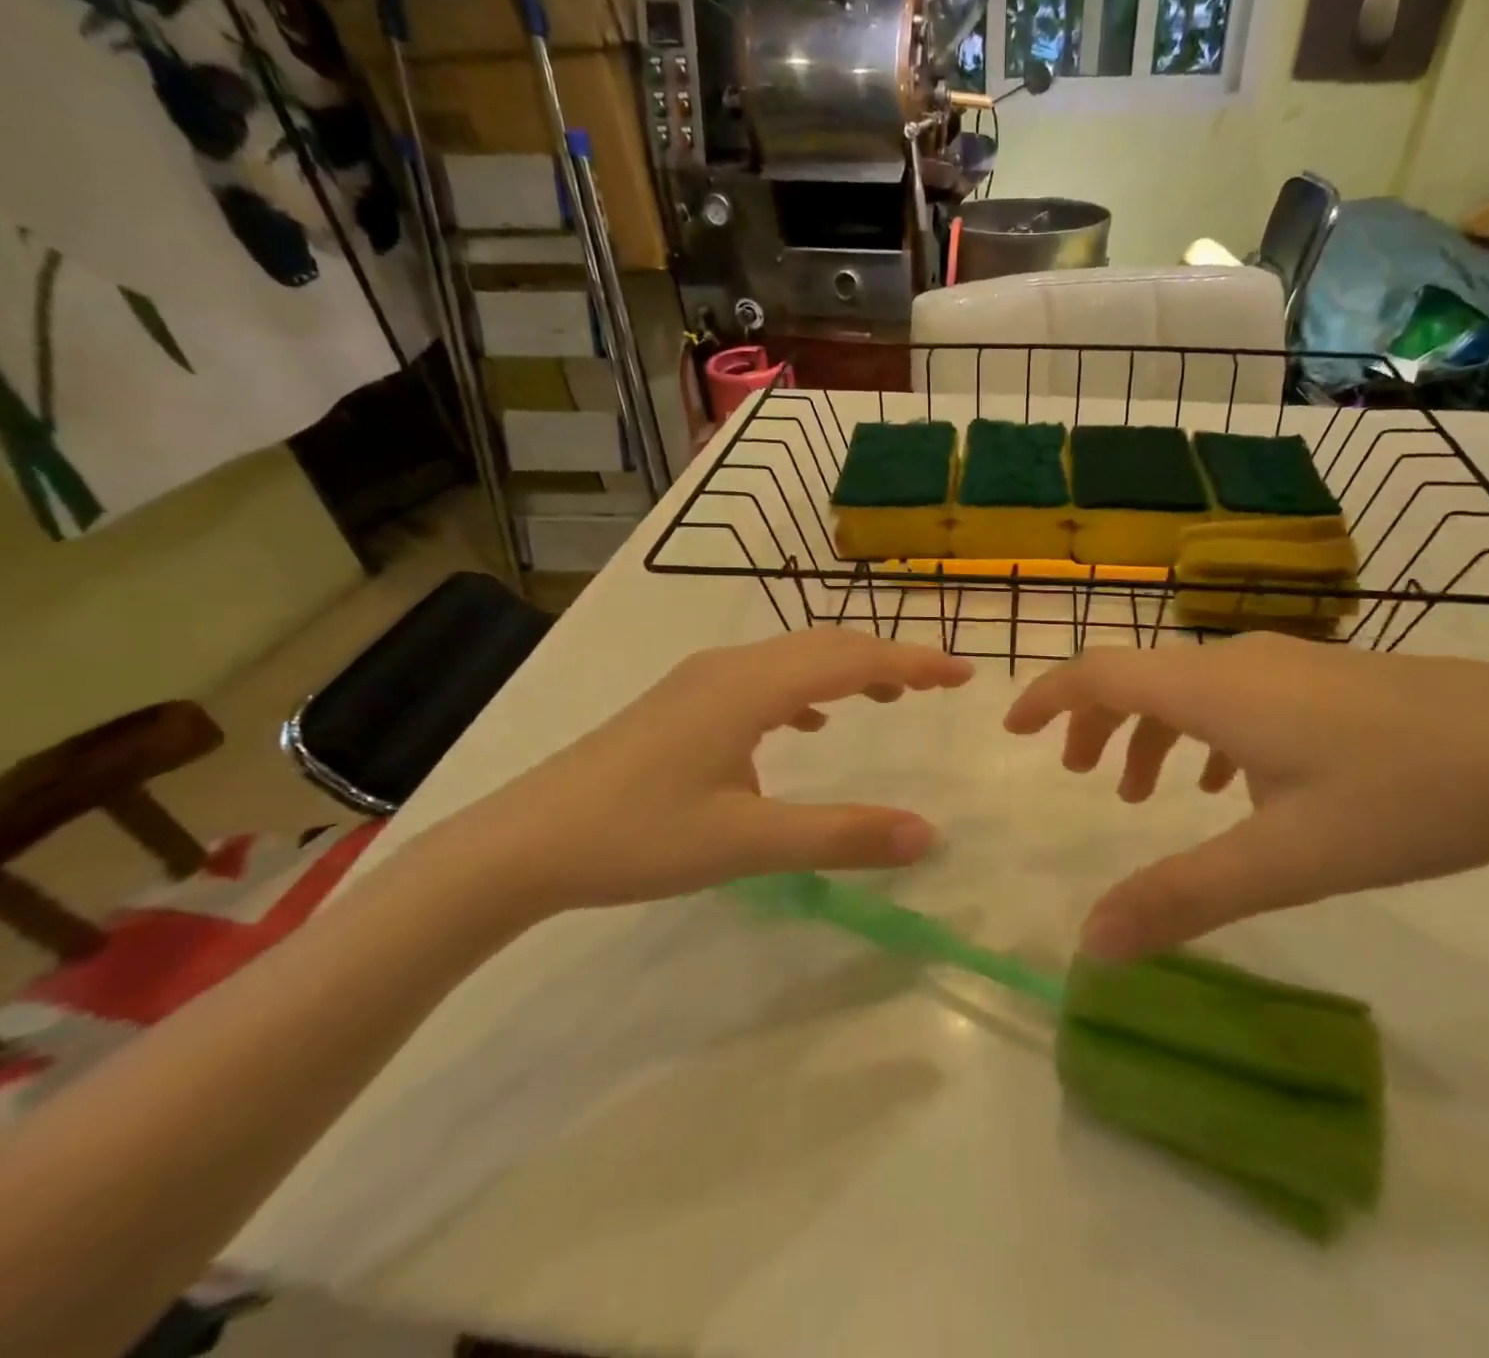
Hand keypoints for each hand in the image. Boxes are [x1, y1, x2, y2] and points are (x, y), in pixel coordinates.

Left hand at [438, 628, 973, 917]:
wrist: (523, 843)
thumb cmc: (637, 837)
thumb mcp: (748, 843)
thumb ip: (841, 836)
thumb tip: (927, 835)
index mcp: (751, 686)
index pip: (853, 658)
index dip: (915, 660)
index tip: (965, 673)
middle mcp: (730, 666)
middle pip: (827, 645)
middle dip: (890, 657)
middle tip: (939, 682)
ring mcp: (700, 680)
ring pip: (793, 657)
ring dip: (847, 669)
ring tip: (889, 695)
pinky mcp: (682, 702)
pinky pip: (763, 678)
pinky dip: (805, 689)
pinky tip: (808, 724)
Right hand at [1005, 634, 1488, 958]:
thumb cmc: (1404, 797)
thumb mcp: (1285, 859)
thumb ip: (1182, 898)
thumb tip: (1090, 944)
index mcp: (1214, 689)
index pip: (1100, 671)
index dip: (1048, 696)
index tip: (1014, 730)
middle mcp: (1240, 661)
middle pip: (1138, 676)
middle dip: (1096, 722)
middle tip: (1079, 777)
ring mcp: (1288, 664)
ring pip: (1189, 688)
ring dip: (1151, 732)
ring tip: (1145, 793)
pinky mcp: (1327, 680)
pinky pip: (1235, 697)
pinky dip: (1205, 735)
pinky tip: (1231, 786)